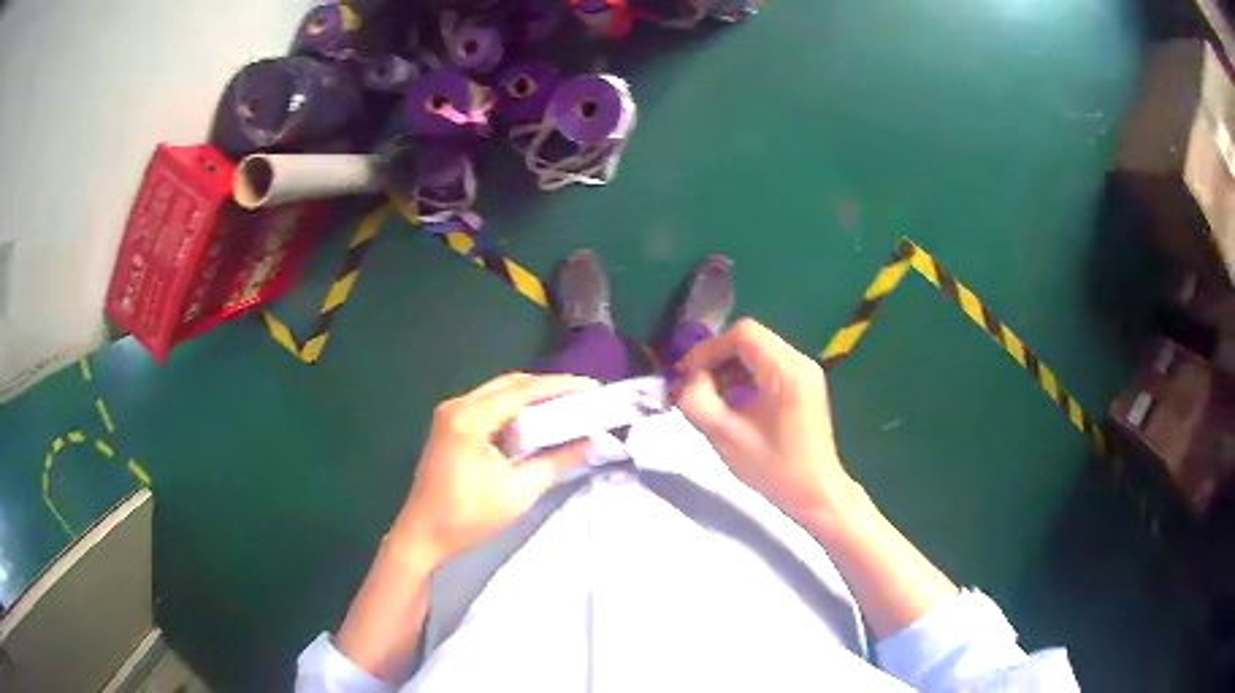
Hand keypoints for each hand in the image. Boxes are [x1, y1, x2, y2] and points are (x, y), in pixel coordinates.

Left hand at [393, 372, 598, 564]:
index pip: (522, 390)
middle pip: (510, 384)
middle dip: (548, 387)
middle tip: (583, 396)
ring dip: (531, 396)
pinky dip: (515, 408)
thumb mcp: (519, 491)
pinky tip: (536, 419)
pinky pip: (489, 405)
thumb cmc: (468, 517)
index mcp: (469, 418)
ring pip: (499, 392)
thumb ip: (557, 462)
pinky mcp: (450, 426)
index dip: (560, 386)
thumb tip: (592, 443)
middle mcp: (457, 406)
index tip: (593, 387)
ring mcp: (450, 414)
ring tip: (567, 404)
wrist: (423, 535)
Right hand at [673, 318, 856, 519]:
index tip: (686, 373)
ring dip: (730, 367)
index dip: (708, 349)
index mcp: (785, 371)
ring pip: (759, 350)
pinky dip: (746, 375)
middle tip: (694, 384)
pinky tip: (732, 401)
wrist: (816, 493)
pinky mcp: (805, 384)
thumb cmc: (773, 468)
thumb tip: (687, 381)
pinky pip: (770, 365)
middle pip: (750, 339)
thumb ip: (697, 400)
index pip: (742, 335)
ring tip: (710, 395)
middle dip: (717, 357)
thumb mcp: (725, 437)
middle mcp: (799, 362)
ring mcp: (806, 372)